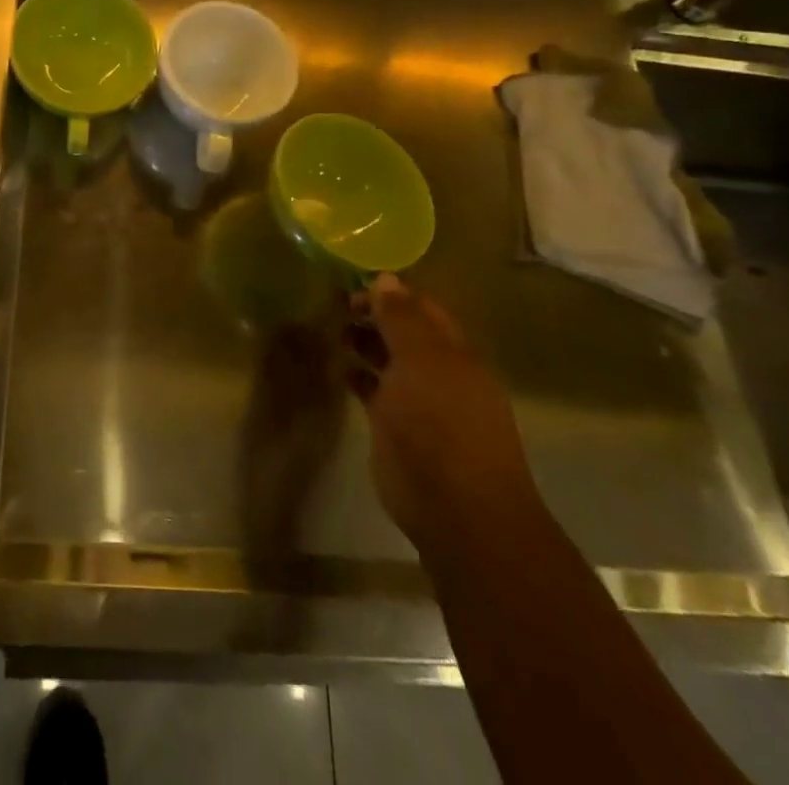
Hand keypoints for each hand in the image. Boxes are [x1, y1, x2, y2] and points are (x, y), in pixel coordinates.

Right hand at [348, 275, 541, 550]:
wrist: (456, 509)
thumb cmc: (442, 424)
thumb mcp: (421, 360)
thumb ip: (401, 319)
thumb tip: (384, 278)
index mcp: (453, 352)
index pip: (421, 308)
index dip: (390, 292)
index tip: (352, 284)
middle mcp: (438, 372)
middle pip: (403, 332)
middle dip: (372, 315)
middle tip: (334, 305)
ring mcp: (418, 402)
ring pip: (388, 360)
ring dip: (363, 342)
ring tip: (331, 330)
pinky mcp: (395, 428)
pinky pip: (374, 389)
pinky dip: (357, 375)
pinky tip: (338, 367)